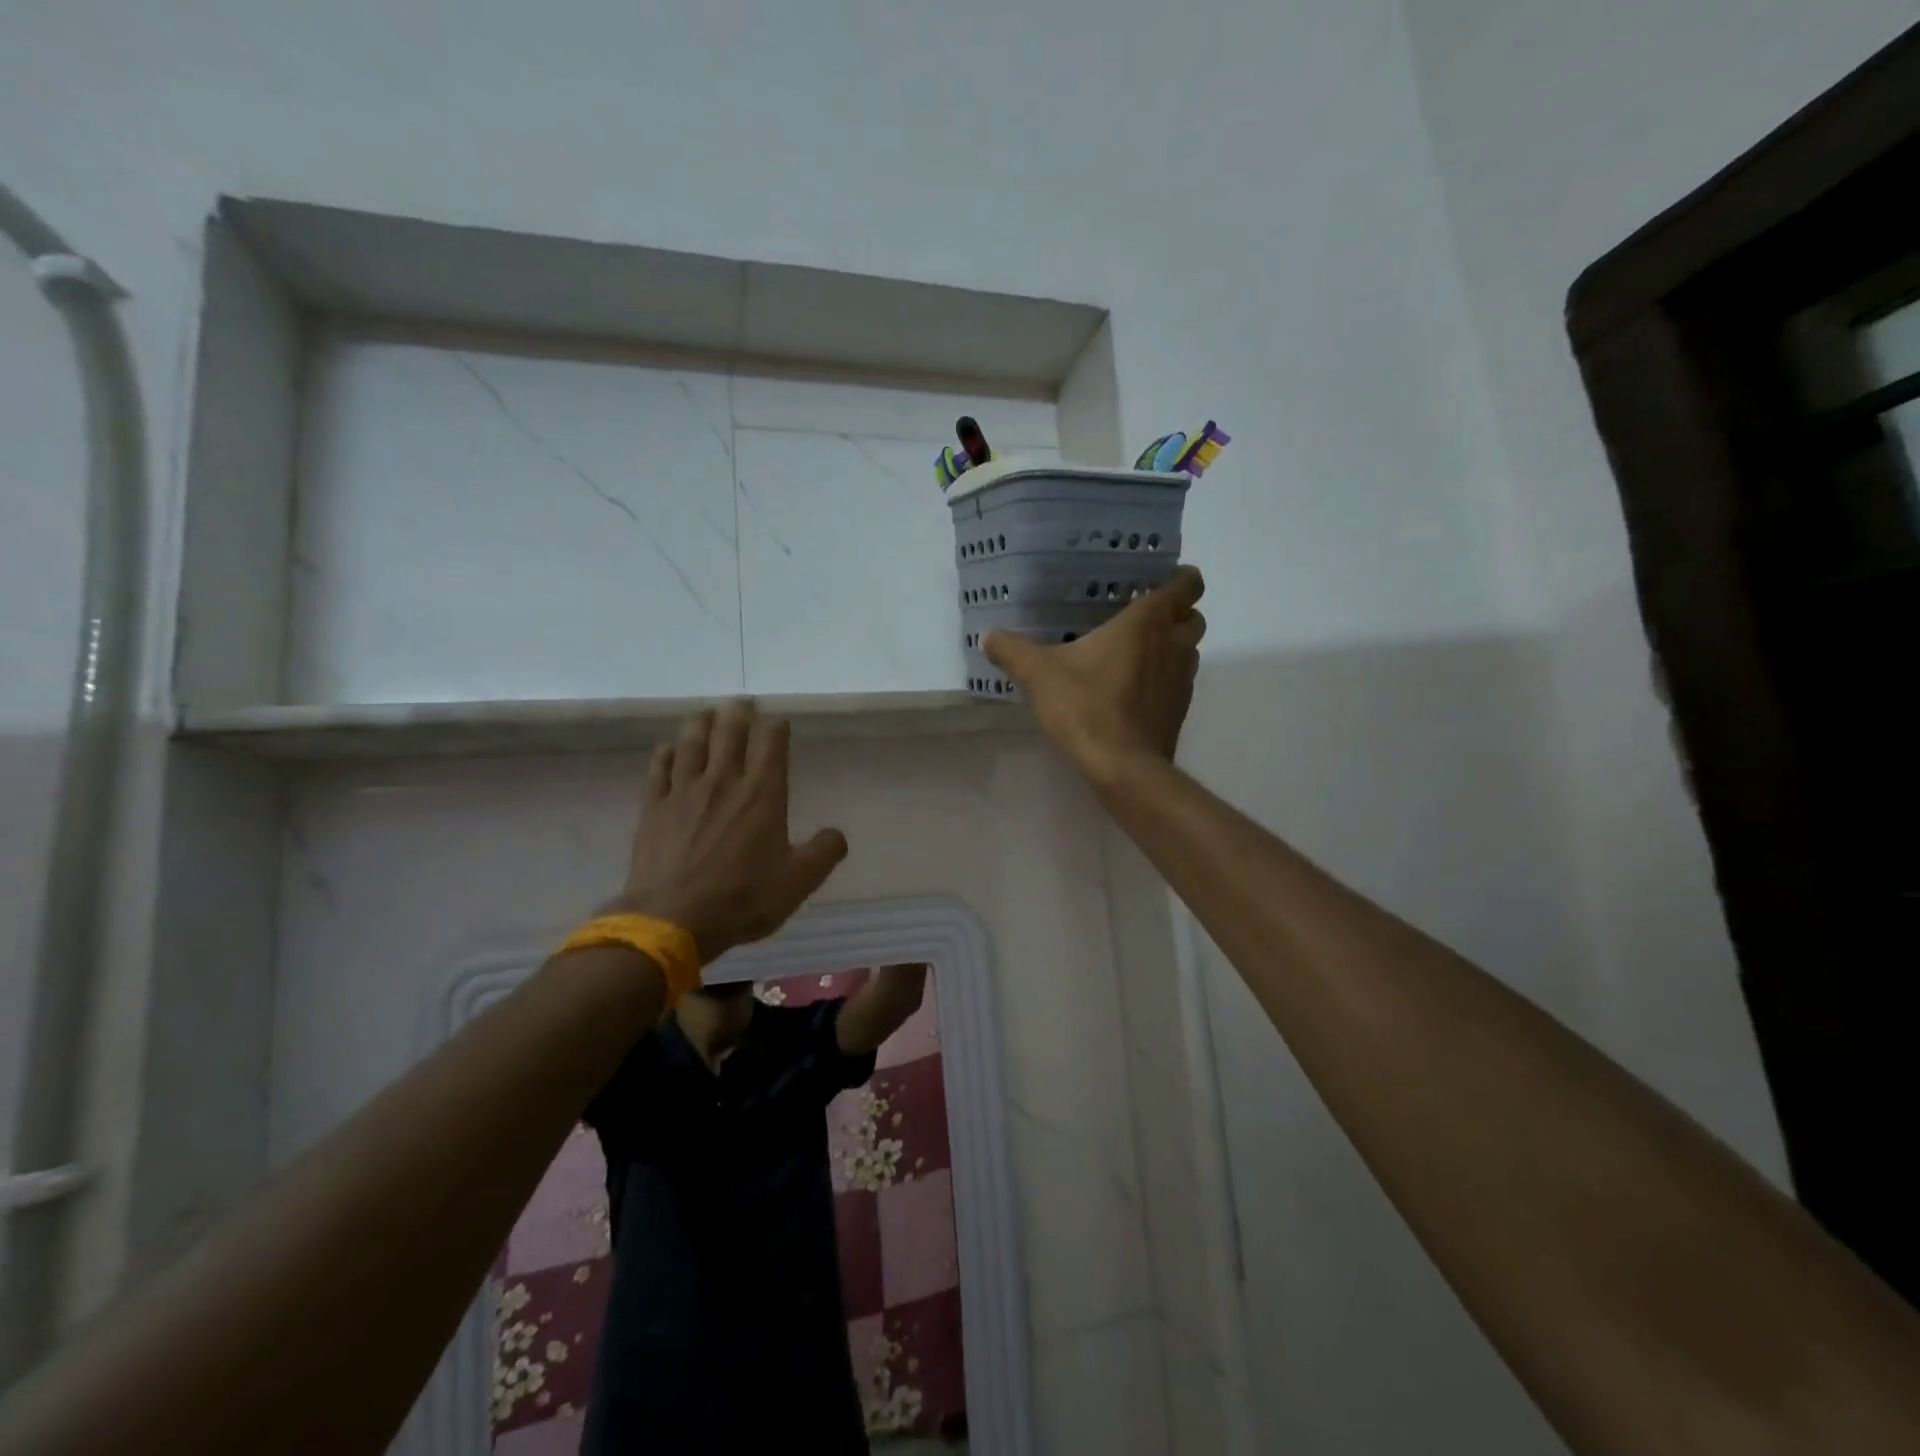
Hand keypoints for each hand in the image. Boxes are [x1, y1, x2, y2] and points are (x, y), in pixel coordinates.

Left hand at [615, 702, 847, 960]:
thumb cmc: (742, 898)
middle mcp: (723, 781)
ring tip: (706, 713)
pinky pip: (659, 768)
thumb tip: (837, 834)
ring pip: (692, 742)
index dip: (776, 726)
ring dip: (701, 722)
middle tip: (742, 702)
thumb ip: (824, 853)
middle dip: (738, 712)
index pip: (771, 742)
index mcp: (762, 793)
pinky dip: (666, 753)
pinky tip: (669, 748)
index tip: (779, 722)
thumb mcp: (798, 882)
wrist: (673, 919)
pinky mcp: (653, 807)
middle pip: (729, 732)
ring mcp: (684, 791)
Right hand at [985, 565, 1206, 781]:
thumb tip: (989, 637)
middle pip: (1193, 616)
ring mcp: (1183, 680)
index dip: (1180, 577)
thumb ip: (1012, 650)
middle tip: (1140, 617)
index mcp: (1147, 622)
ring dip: (1171, 646)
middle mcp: (1174, 645)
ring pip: (1188, 650)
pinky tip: (1131, 690)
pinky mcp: (1179, 710)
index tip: (1157, 579)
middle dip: (1176, 613)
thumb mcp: (1038, 674)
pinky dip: (1163, 679)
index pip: (1187, 584)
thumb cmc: (1086, 708)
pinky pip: (1178, 682)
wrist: (1123, 766)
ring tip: (1134, 653)